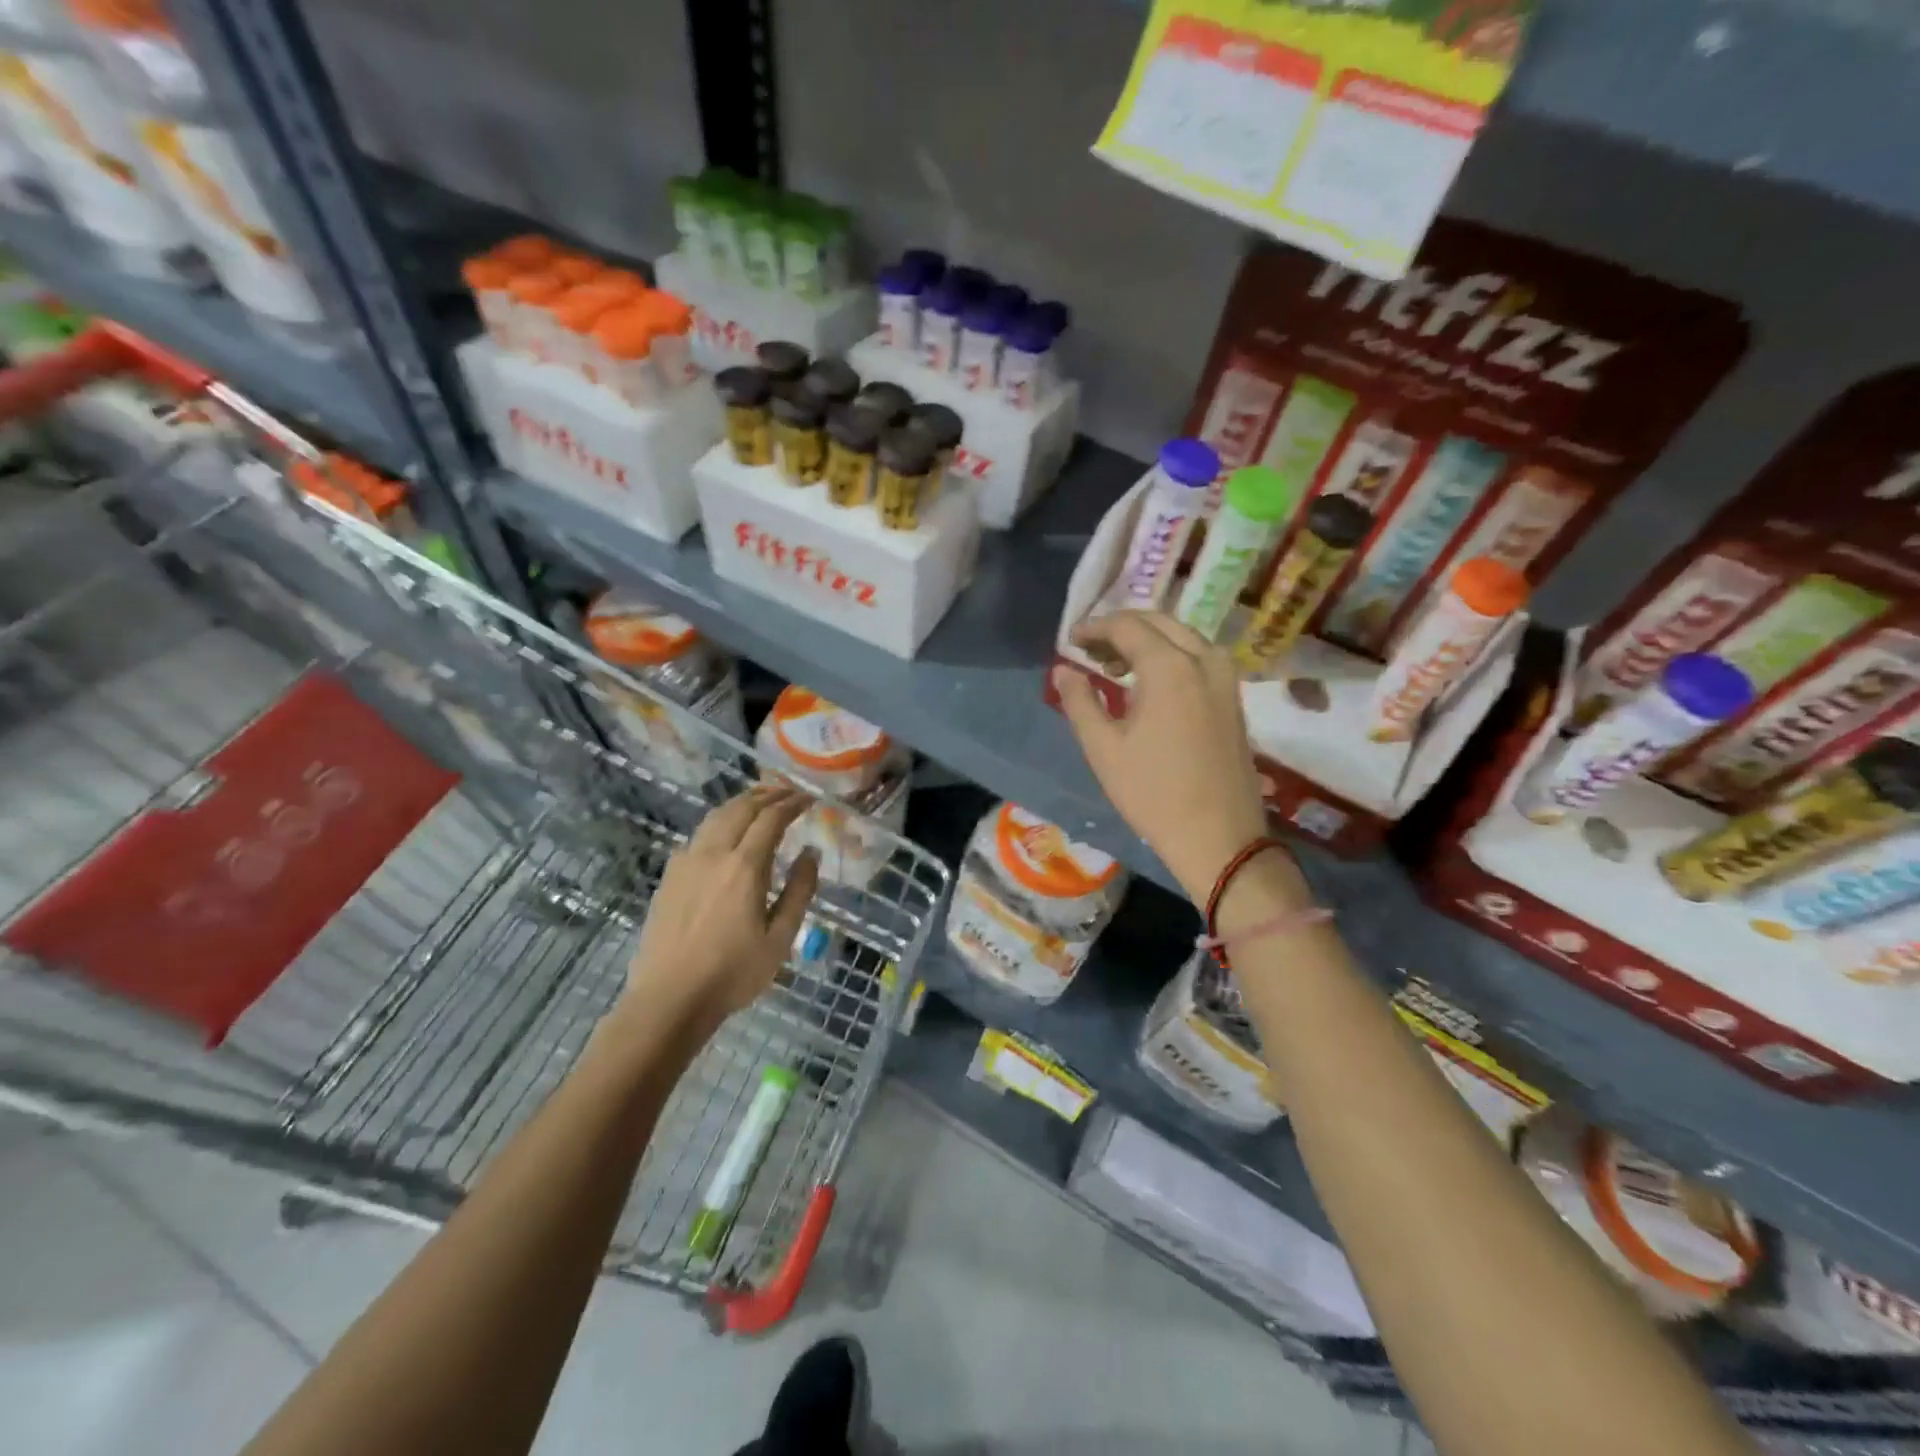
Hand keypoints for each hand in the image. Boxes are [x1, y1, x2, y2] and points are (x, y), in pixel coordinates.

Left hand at [623, 784, 820, 1033]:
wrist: (669, 999)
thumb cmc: (733, 973)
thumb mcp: (780, 937)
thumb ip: (799, 891)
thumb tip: (811, 854)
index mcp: (745, 867)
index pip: (771, 818)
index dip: (792, 803)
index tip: (809, 798)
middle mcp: (713, 853)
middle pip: (741, 808)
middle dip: (768, 794)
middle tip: (789, 792)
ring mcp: (686, 862)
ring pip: (715, 816)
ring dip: (741, 802)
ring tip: (760, 801)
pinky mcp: (669, 876)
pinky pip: (698, 835)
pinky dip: (719, 822)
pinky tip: (726, 834)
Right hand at [1054, 611, 1304, 905]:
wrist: (1219, 836)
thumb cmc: (1153, 793)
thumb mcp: (1103, 748)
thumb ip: (1080, 701)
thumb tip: (1063, 671)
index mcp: (1170, 667)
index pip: (1127, 627)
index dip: (1095, 628)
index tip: (1071, 640)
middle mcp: (1204, 660)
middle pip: (1159, 622)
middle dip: (1121, 628)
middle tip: (1090, 650)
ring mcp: (1226, 678)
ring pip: (1183, 636)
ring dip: (1148, 640)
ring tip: (1115, 666)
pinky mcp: (1234, 698)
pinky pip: (1199, 657)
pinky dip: (1171, 655)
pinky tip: (1150, 683)